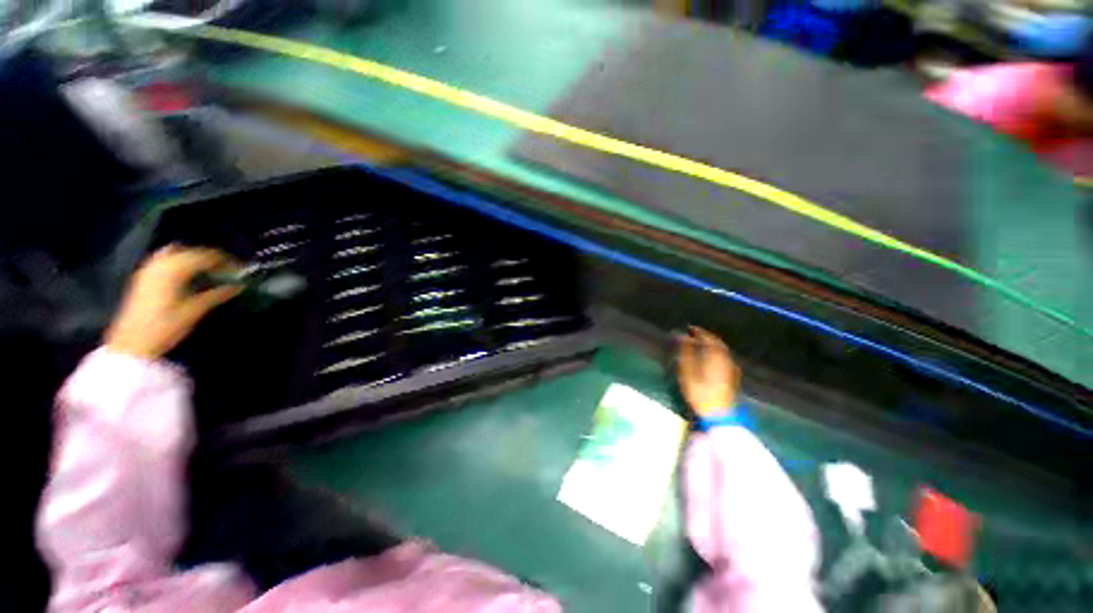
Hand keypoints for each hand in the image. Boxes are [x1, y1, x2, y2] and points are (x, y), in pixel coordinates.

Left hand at [105, 246, 240, 358]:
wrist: (131, 344)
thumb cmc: (165, 327)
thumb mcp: (195, 311)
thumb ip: (217, 295)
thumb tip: (239, 286)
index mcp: (174, 269)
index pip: (207, 256)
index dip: (227, 262)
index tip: (242, 271)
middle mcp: (161, 263)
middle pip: (192, 251)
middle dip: (212, 259)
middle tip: (229, 270)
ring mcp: (149, 269)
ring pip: (177, 252)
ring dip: (195, 258)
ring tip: (210, 270)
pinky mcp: (144, 276)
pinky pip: (165, 259)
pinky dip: (180, 261)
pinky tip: (188, 274)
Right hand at [676, 326, 740, 417]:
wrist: (719, 415)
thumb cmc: (700, 392)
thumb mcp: (687, 372)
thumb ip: (685, 352)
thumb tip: (682, 336)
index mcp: (715, 355)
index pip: (707, 337)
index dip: (698, 331)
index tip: (689, 328)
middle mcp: (726, 358)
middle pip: (717, 343)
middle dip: (706, 337)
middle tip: (694, 334)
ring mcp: (731, 367)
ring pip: (722, 350)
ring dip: (712, 344)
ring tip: (700, 345)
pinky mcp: (733, 376)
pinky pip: (724, 357)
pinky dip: (716, 353)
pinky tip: (710, 358)